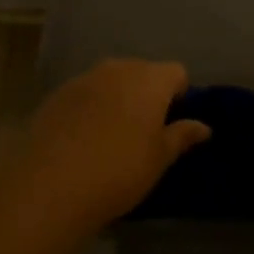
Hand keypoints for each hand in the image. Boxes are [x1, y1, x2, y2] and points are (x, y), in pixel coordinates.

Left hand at [24, 59, 210, 228]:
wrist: (50, 184)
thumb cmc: (119, 171)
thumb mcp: (159, 158)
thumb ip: (182, 136)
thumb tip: (203, 126)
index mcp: (150, 79)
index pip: (177, 72)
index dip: (179, 95)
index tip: (172, 123)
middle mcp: (118, 68)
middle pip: (143, 71)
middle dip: (148, 94)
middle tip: (145, 131)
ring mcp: (84, 78)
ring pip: (112, 80)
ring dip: (117, 98)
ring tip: (112, 136)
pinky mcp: (57, 93)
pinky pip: (85, 93)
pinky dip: (90, 107)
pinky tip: (83, 138)